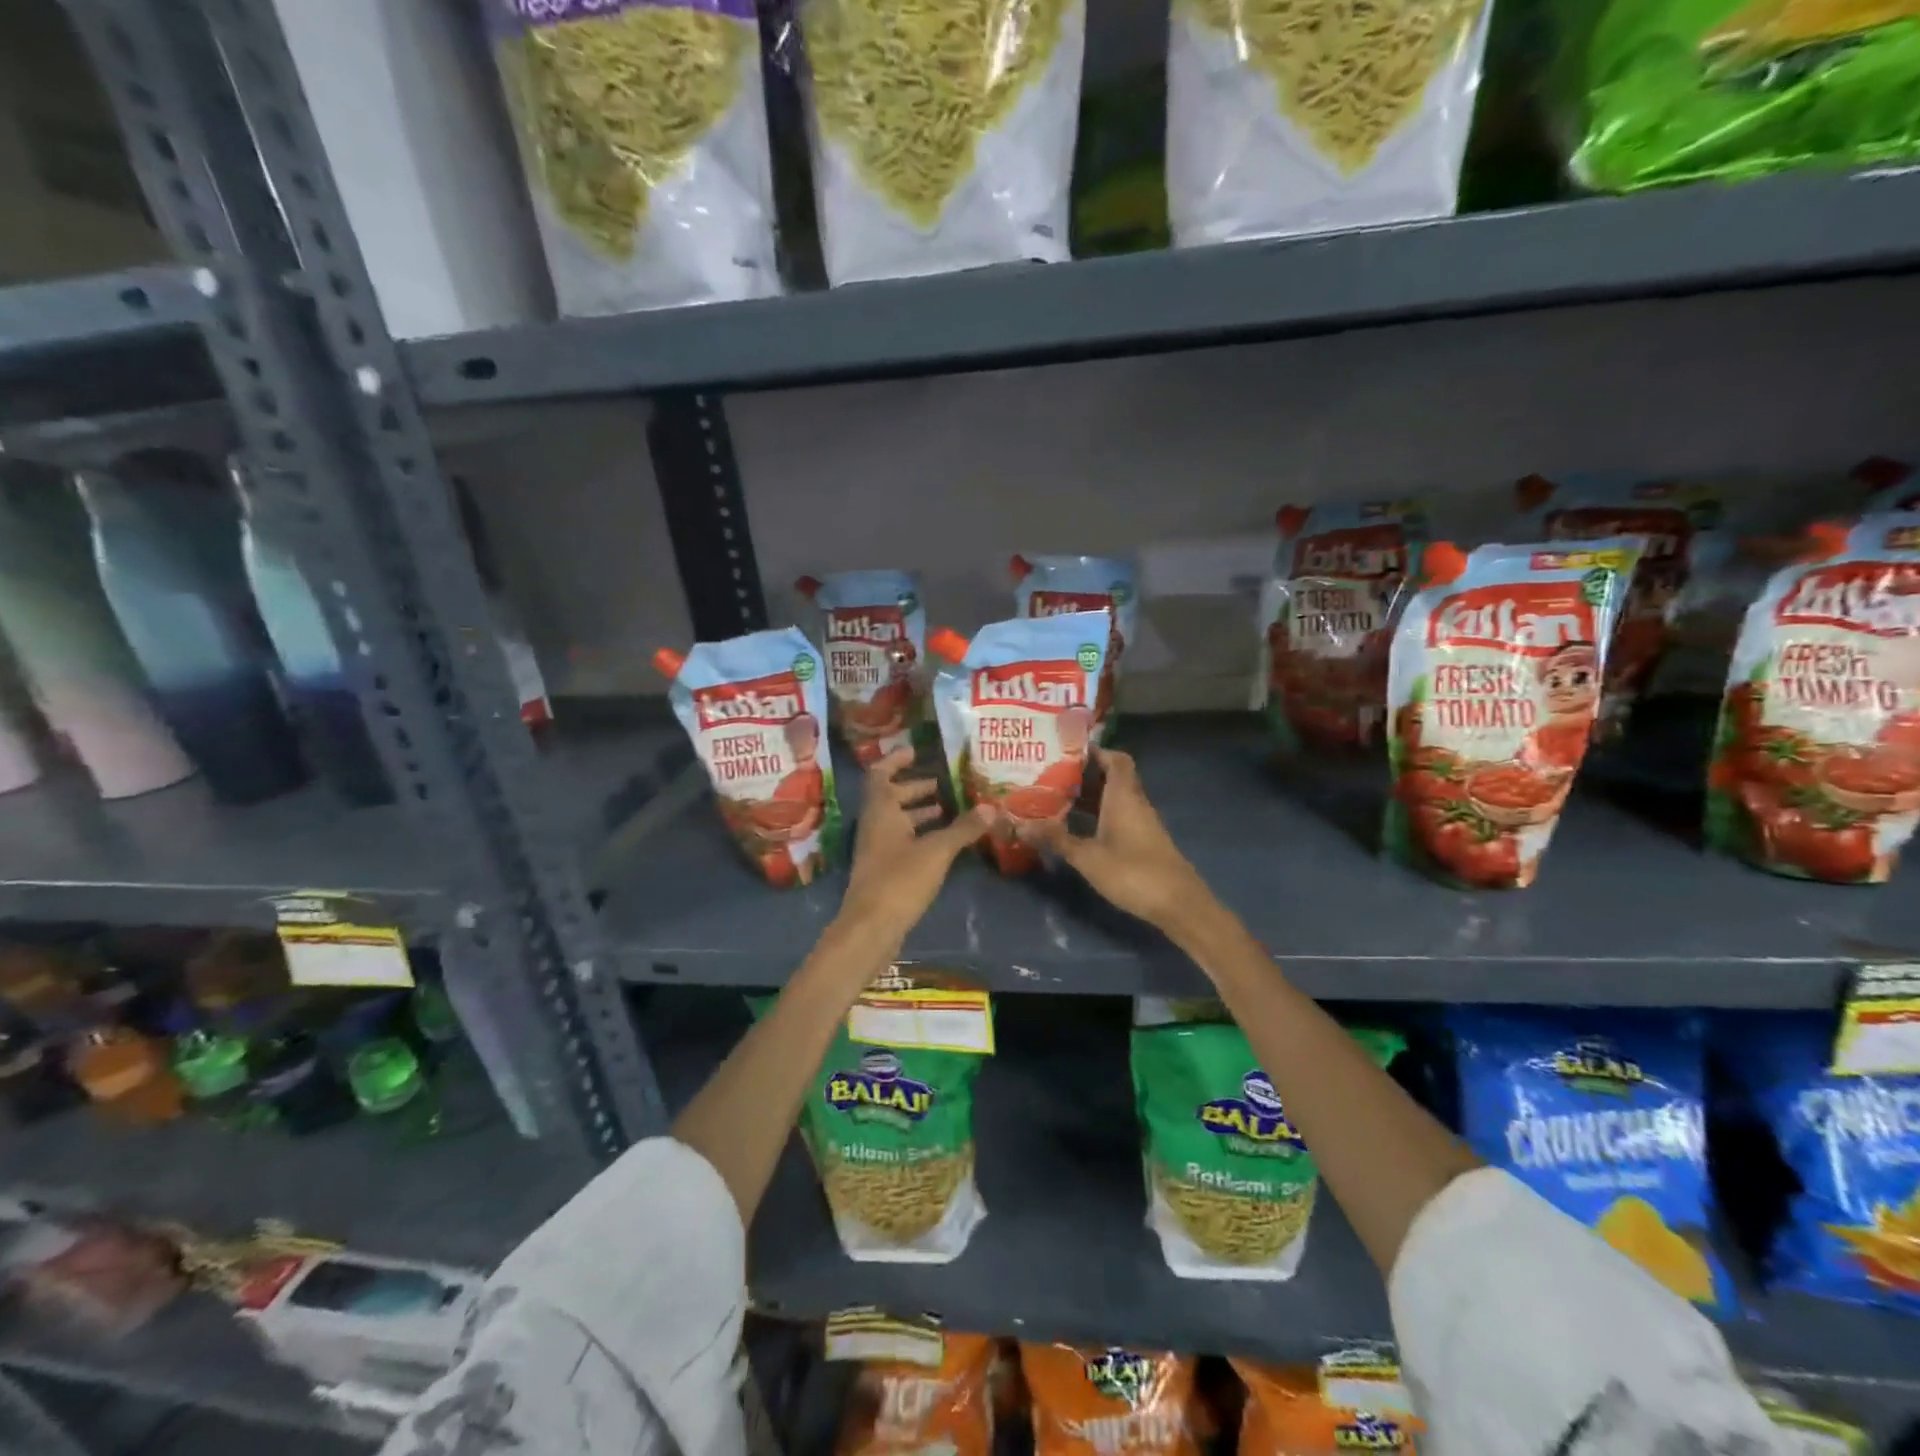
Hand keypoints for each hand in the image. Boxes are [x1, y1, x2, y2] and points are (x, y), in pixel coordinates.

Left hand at [838, 748, 995, 948]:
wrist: (871, 927)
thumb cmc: (899, 879)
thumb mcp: (937, 850)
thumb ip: (963, 828)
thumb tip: (991, 807)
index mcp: (880, 811)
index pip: (880, 774)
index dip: (896, 760)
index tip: (916, 751)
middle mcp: (874, 825)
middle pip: (889, 797)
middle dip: (914, 788)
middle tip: (941, 782)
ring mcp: (876, 849)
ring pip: (895, 821)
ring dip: (917, 812)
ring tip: (947, 809)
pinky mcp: (883, 871)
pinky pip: (900, 841)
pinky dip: (919, 835)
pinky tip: (942, 842)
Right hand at [1019, 747, 1211, 932]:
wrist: (1178, 905)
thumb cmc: (1133, 872)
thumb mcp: (1087, 856)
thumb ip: (1056, 839)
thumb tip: (1020, 825)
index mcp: (1124, 796)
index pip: (1116, 759)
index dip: (1095, 751)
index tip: (1067, 751)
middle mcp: (1134, 803)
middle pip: (1112, 777)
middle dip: (1083, 774)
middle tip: (1051, 775)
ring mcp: (1140, 823)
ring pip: (1113, 799)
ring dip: (1089, 796)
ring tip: (1055, 798)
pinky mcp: (1142, 842)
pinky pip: (1117, 816)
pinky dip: (1097, 815)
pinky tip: (1076, 827)